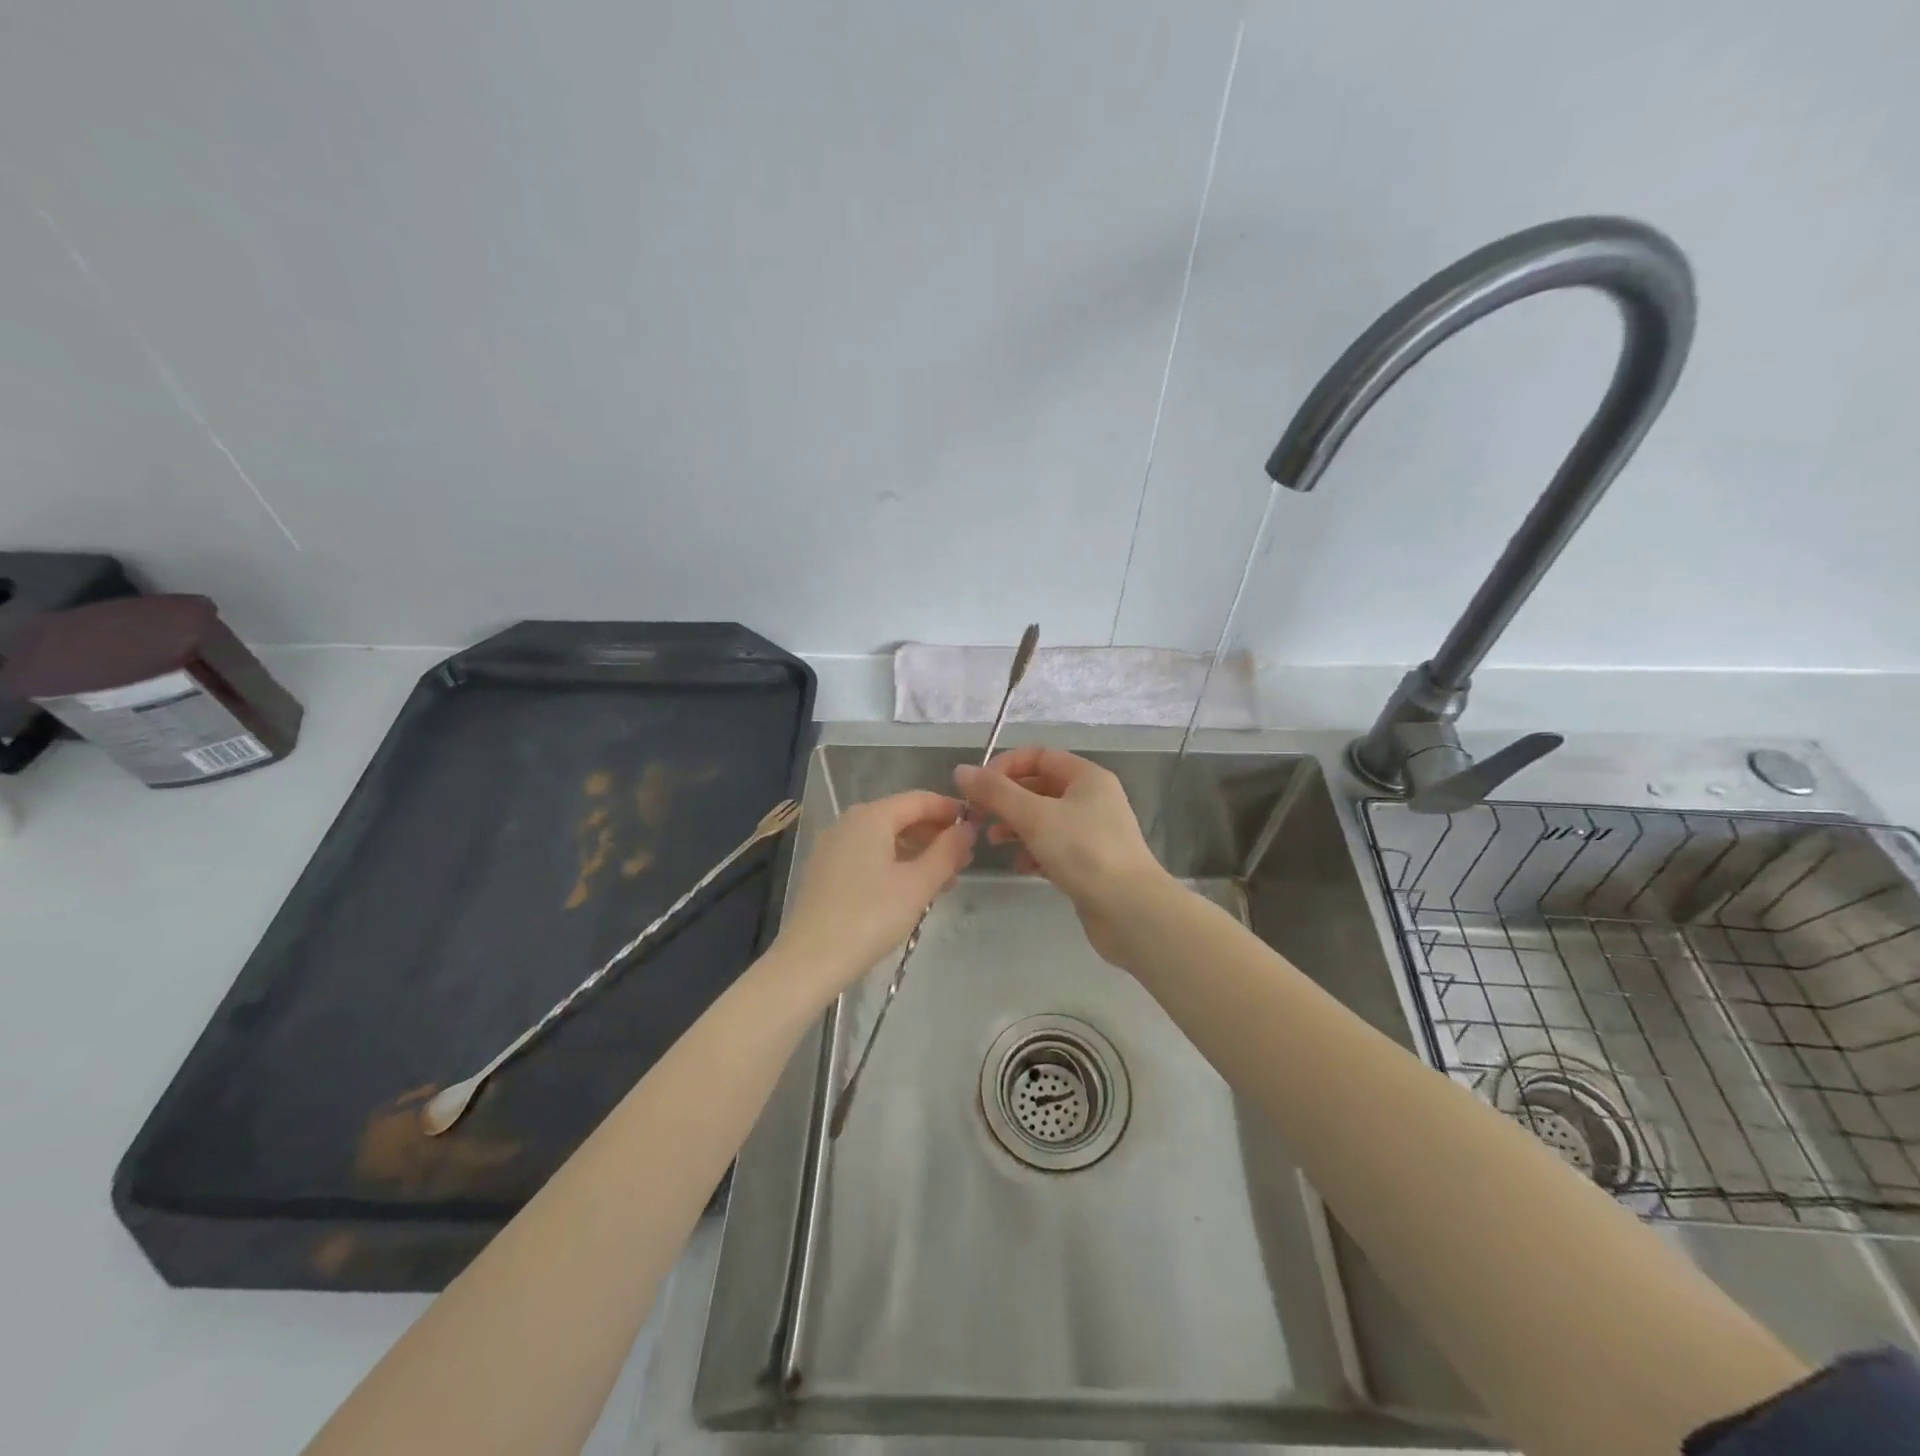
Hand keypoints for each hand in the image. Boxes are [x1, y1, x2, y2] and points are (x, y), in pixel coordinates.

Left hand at [772, 790, 975, 999]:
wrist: (809, 960)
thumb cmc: (870, 916)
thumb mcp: (918, 884)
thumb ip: (947, 851)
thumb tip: (967, 828)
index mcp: (871, 816)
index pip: (920, 800)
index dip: (950, 810)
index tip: (977, 828)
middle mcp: (849, 822)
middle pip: (901, 817)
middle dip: (935, 835)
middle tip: (965, 860)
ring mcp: (833, 847)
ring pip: (885, 839)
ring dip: (918, 854)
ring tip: (945, 880)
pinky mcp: (825, 872)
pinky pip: (869, 856)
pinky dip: (895, 865)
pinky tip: (911, 891)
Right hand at [954, 748, 1169, 965]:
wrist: (1130, 910)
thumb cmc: (1083, 852)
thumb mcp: (1034, 816)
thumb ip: (996, 792)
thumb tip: (961, 770)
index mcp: (1086, 777)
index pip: (1039, 756)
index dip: (1005, 766)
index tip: (978, 787)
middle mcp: (1092, 799)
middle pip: (1039, 787)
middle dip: (1006, 800)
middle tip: (978, 817)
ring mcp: (1092, 832)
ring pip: (1044, 819)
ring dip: (1016, 826)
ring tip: (994, 842)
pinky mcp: (1090, 863)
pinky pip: (1054, 847)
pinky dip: (1033, 852)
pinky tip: (1020, 866)